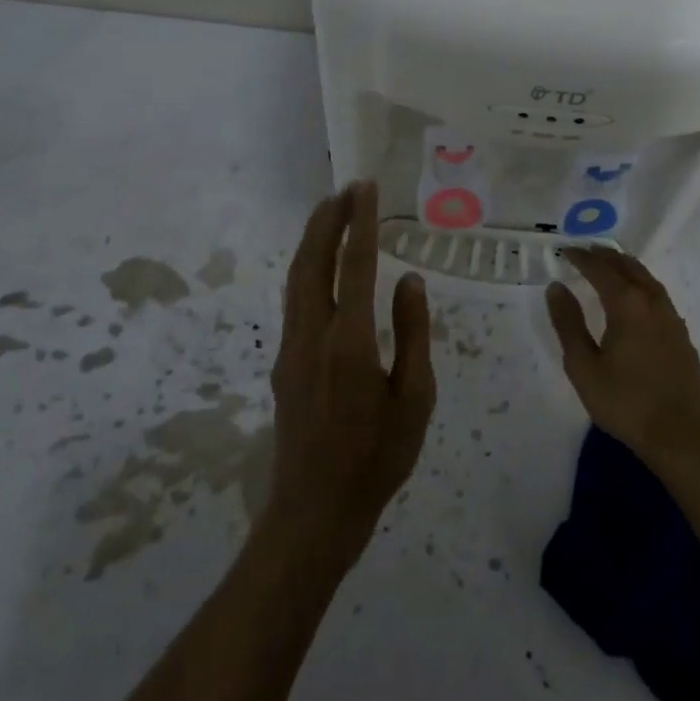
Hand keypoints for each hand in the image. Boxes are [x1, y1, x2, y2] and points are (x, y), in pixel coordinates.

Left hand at [264, 182, 435, 565]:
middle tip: (346, 188)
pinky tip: (323, 264)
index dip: (360, 223)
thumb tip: (410, 279)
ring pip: (296, 277)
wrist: (314, 512)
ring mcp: (291, 347)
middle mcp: (313, 334)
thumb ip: (413, 333)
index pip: (355, 266)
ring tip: (333, 212)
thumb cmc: (377, 458)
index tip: (365, 189)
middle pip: (313, 261)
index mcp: (350, 342)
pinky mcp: (284, 360)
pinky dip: (308, 266)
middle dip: (328, 220)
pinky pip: (294, 298)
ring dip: (313, 240)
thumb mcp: (415, 399)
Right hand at [546, 247, 699, 477]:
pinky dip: (642, 284)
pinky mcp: (682, 336)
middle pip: (628, 267)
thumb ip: (568, 324)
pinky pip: (659, 296)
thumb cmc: (626, 402)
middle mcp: (652, 302)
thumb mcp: (584, 366)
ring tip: (611, 266)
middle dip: (606, 256)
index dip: (582, 258)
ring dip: (627, 267)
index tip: (566, 251)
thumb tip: (556, 287)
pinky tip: (637, 299)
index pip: (601, 270)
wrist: (682, 436)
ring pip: (647, 279)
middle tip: (587, 251)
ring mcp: (672, 318)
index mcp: (627, 304)